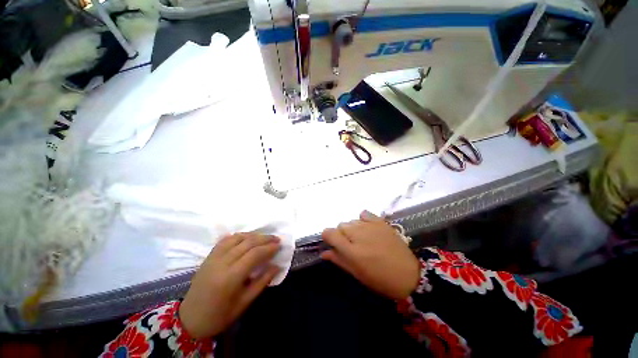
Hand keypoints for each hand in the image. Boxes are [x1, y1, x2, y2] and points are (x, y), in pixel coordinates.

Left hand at [179, 233, 280, 338]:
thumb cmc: (220, 315)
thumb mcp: (244, 303)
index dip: (269, 247)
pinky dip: (239, 236)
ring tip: (264, 237)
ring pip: (237, 238)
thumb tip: (277, 266)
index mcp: (230, 277)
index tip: (279, 245)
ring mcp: (213, 257)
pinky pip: (225, 240)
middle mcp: (222, 263)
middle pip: (247, 243)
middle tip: (276, 239)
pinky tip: (246, 237)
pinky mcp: (209, 256)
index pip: (254, 254)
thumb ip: (262, 281)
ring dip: (253, 235)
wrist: (190, 319)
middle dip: (265, 238)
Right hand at [321, 211, 420, 299]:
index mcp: (351, 250)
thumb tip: (324, 252)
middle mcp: (358, 234)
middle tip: (351, 246)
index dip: (327, 237)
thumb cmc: (380, 279)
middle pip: (340, 226)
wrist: (409, 274)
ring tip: (362, 239)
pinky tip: (367, 228)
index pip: (329, 233)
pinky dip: (362, 219)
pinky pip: (364, 214)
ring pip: (351, 221)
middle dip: (341, 235)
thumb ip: (338, 260)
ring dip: (352, 229)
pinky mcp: (380, 222)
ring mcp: (370, 226)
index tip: (332, 243)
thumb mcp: (357, 273)